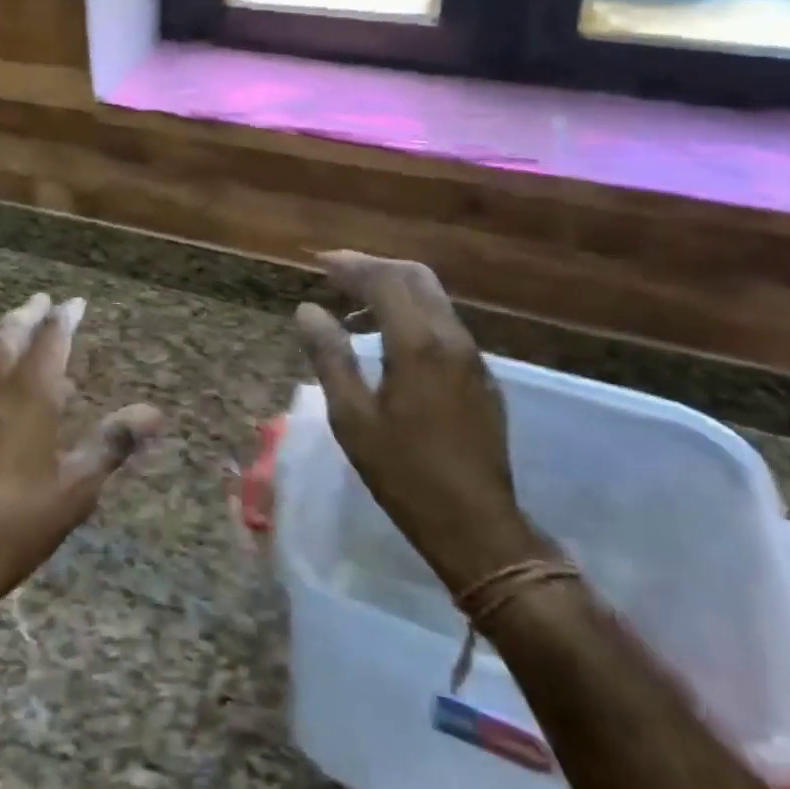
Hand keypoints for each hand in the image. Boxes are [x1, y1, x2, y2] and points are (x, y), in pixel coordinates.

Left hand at [0, 293, 162, 644]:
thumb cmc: (15, 524)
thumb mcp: (76, 488)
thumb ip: (113, 442)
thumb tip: (154, 413)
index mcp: (30, 393)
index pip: (52, 337)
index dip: (66, 316)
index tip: (77, 303)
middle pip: (10, 332)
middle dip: (30, 313)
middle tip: (43, 302)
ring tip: (11, 323)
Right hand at [294, 252, 541, 593]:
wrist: (478, 526)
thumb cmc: (405, 474)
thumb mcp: (353, 419)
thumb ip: (330, 357)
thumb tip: (307, 310)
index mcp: (418, 344)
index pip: (384, 280)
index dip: (350, 265)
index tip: (319, 262)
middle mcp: (451, 337)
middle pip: (415, 276)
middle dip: (375, 266)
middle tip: (337, 273)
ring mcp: (472, 355)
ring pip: (433, 297)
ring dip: (394, 288)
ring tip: (355, 305)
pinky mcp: (481, 375)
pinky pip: (444, 322)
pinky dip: (412, 311)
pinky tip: (389, 338)